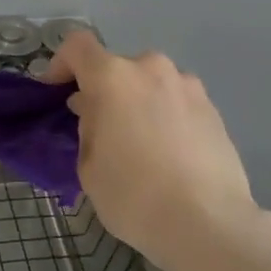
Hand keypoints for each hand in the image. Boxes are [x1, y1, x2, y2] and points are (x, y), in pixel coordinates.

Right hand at [43, 32, 259, 270]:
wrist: (209, 224)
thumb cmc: (134, 196)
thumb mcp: (88, 167)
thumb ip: (87, 128)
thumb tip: (97, 114)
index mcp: (113, 77)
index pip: (77, 46)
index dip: (61, 63)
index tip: (57, 92)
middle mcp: (151, 69)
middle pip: (117, 68)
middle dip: (104, 91)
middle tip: (101, 129)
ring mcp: (188, 86)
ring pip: (150, 84)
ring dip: (138, 102)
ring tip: (140, 144)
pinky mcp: (213, 108)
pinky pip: (176, 102)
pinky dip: (165, 117)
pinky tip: (169, 155)